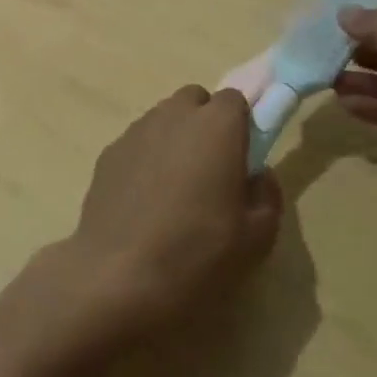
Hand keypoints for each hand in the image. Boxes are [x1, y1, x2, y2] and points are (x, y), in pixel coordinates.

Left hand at [56, 86, 282, 348]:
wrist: (117, 277)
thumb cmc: (197, 255)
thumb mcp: (257, 238)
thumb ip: (267, 195)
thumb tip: (258, 175)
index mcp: (217, 126)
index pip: (235, 99)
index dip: (241, 124)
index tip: (243, 157)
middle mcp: (175, 115)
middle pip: (195, 100)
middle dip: (206, 123)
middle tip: (212, 170)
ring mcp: (136, 131)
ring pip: (164, 118)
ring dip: (175, 139)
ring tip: (175, 189)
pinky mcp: (108, 152)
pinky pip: (138, 142)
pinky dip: (146, 158)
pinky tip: (145, 202)